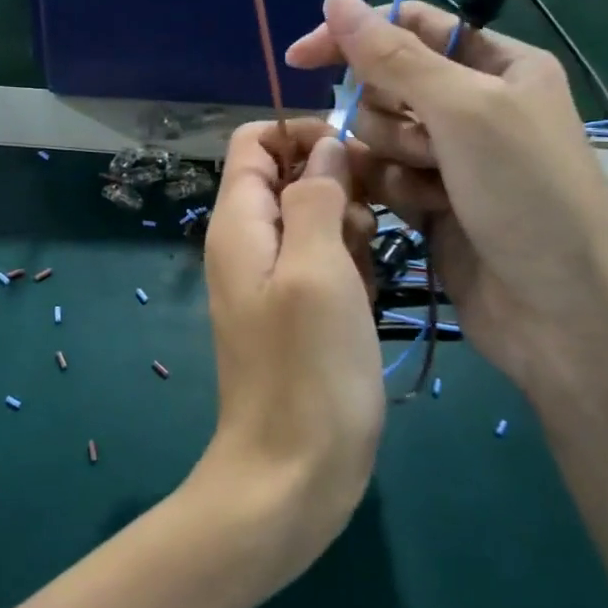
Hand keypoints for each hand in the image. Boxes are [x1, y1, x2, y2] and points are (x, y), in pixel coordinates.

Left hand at [196, 119, 384, 586]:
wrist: (293, 473)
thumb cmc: (307, 369)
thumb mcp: (317, 269)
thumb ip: (316, 197)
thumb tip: (326, 148)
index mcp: (239, 223)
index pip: (255, 142)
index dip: (302, 135)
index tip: (354, 158)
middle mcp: (249, 243)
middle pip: (289, 176)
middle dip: (336, 184)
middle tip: (368, 226)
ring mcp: (273, 280)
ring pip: (315, 219)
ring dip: (349, 228)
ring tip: (366, 270)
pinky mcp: (299, 311)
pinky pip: (325, 262)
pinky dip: (350, 265)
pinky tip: (368, 296)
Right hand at [285, 0, 607, 410]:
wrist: (562, 314)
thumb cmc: (527, 194)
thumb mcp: (463, 111)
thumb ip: (392, 56)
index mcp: (498, 65)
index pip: (409, 28)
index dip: (355, 37)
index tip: (301, 58)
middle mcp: (474, 105)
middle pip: (388, 85)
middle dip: (390, 116)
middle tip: (426, 148)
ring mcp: (453, 158)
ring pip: (378, 136)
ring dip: (393, 159)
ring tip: (432, 190)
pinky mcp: (433, 202)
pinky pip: (384, 177)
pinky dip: (393, 191)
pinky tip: (419, 214)